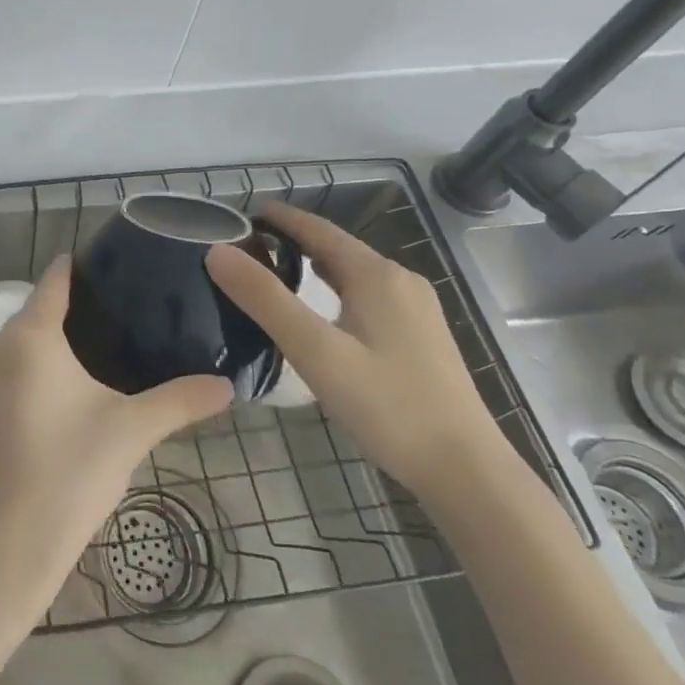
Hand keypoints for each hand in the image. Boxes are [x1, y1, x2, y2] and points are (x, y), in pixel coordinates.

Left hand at [0, 255, 232, 607]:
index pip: (55, 279)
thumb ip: (180, 401)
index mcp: (28, 335)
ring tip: (109, 350)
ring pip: (24, 341)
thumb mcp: (130, 431)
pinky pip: (11, 367)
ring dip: (58, 342)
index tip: (119, 265)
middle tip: (131, 315)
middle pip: (39, 309)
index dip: (84, 267)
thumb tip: (228, 386)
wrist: (4, 548)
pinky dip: (38, 367)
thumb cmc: (68, 474)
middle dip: (79, 310)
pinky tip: (72, 388)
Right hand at [206, 204, 506, 499]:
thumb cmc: (388, 406)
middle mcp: (400, 281)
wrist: (466, 471)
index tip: (242, 214)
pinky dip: (336, 289)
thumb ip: (265, 299)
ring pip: (355, 273)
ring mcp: (417, 310)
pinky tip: (323, 313)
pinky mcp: (422, 337)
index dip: (280, 218)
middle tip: (248, 247)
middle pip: (338, 248)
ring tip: (275, 274)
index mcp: (376, 275)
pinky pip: (369, 295)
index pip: (318, 229)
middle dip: (293, 241)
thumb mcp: (315, 351)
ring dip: (315, 266)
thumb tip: (217, 252)